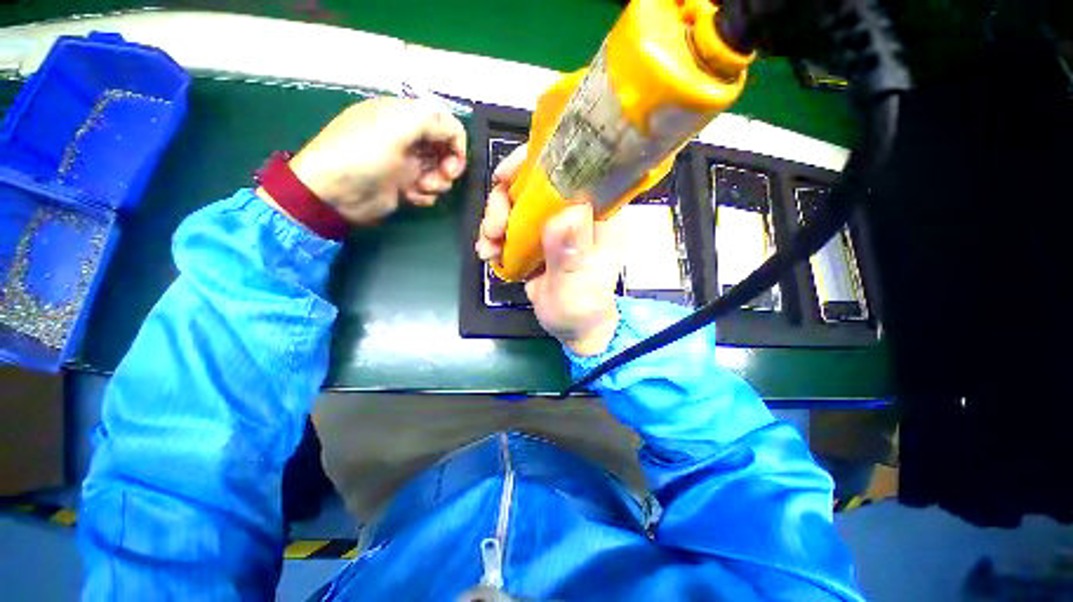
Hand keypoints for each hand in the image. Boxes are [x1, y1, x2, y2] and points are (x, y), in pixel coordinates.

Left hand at [260, 97, 466, 224]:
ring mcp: (406, 163)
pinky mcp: (404, 185)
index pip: (443, 123)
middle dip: (449, 165)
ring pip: (440, 172)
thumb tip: (454, 133)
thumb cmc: (363, 155)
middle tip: (444, 176)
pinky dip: (425, 195)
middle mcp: (407, 137)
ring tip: (421, 188)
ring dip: (437, 182)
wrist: (335, 194)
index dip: (456, 141)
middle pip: (445, 149)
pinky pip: (428, 190)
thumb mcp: (395, 128)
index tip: (455, 161)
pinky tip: (410, 196)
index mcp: (403, 116)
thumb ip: (430, 122)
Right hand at [476, 145, 621, 355]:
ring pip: (516, 202)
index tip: (505, 177)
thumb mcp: (577, 286)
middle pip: (534, 183)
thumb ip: (570, 254)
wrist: (572, 326)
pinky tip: (488, 254)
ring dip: (494, 220)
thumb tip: (565, 214)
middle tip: (493, 228)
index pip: (573, 169)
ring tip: (488, 248)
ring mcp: (552, 224)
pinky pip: (510, 224)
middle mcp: (574, 211)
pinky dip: (494, 235)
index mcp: (597, 214)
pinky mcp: (536, 238)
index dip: (537, 162)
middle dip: (504, 200)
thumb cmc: (582, 308)